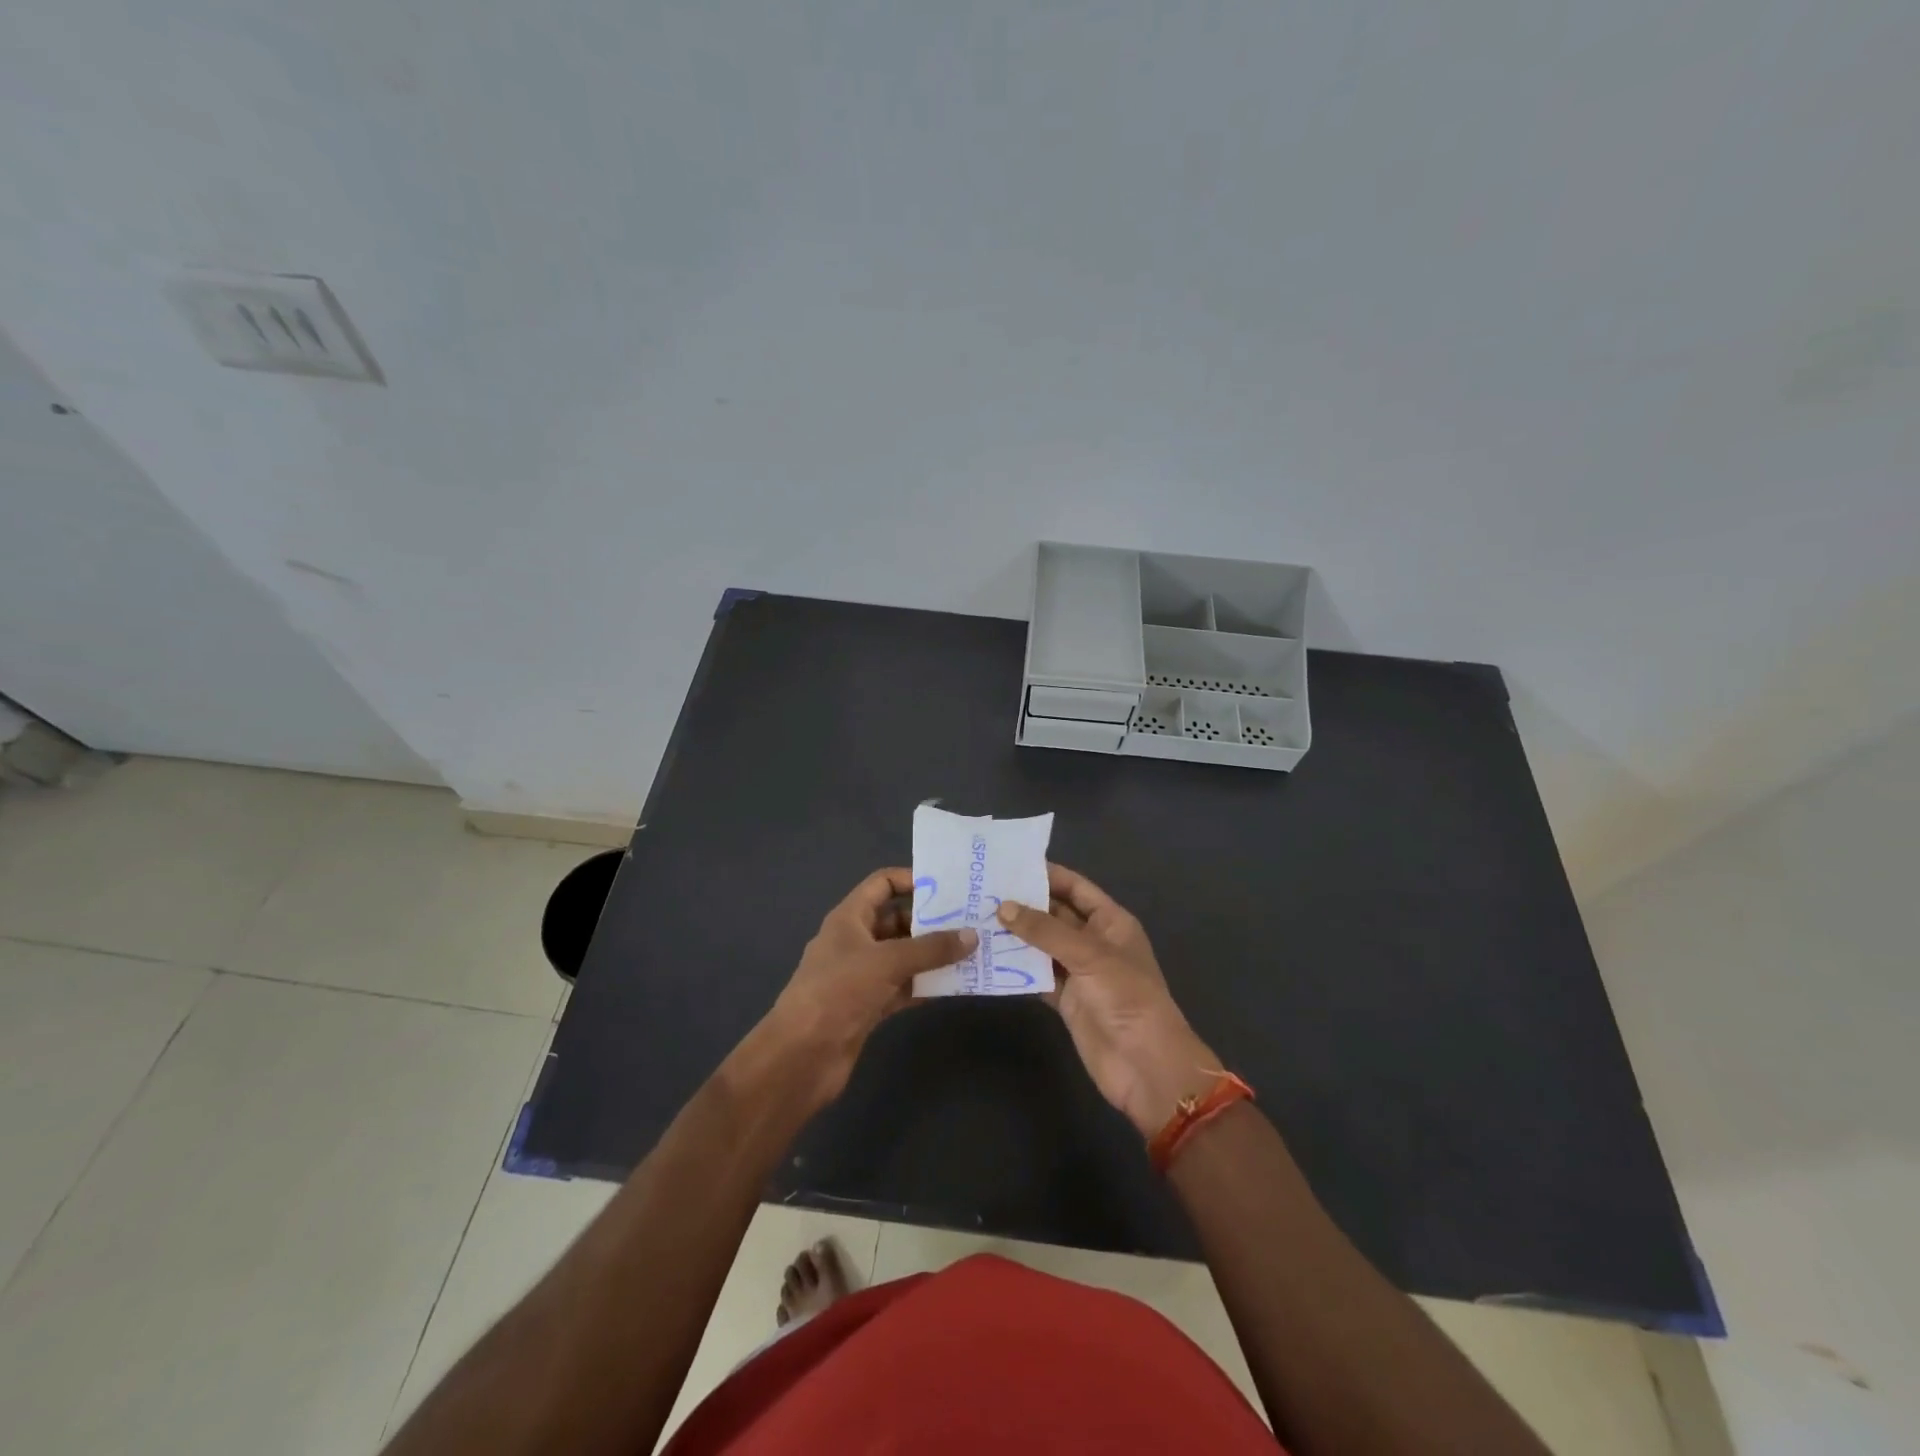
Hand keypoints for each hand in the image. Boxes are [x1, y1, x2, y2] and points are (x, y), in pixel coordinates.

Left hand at [760, 868, 974, 1108]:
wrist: (802, 1056)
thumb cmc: (839, 992)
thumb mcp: (887, 962)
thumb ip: (931, 949)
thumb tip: (972, 936)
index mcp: (849, 918)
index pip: (882, 884)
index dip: (912, 880)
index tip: (949, 888)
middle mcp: (856, 941)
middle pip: (898, 920)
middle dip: (931, 922)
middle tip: (971, 922)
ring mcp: (862, 975)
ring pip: (904, 956)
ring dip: (933, 956)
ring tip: (972, 952)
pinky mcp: (869, 1006)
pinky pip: (903, 987)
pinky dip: (925, 985)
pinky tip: (955, 985)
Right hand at [997, 864, 1219, 1137]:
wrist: (1144, 1064)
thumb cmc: (1126, 997)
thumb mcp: (1089, 955)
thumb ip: (1045, 930)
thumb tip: (1003, 907)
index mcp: (1111, 922)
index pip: (1076, 888)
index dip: (1047, 875)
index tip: (1010, 865)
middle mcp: (1094, 941)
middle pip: (1055, 915)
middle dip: (1024, 904)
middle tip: (982, 890)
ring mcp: (1079, 972)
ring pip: (1042, 945)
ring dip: (1015, 935)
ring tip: (976, 918)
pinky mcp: (1065, 999)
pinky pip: (1037, 974)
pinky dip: (1016, 967)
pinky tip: (987, 957)